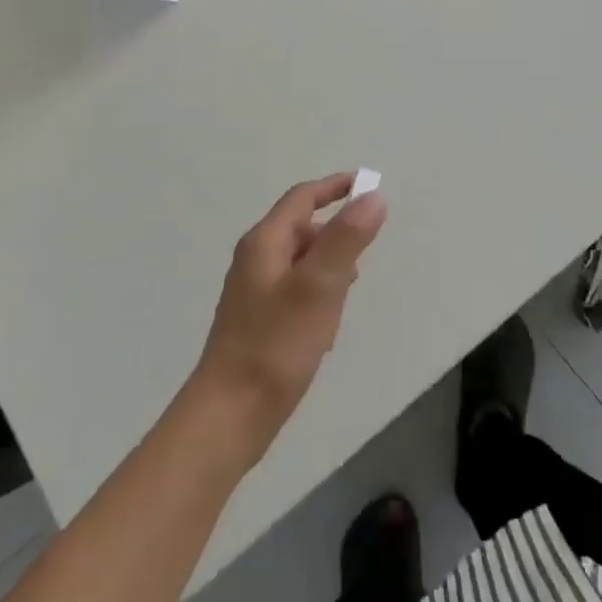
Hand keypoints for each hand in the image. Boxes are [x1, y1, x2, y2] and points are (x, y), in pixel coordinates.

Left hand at [191, 174, 386, 465]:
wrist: (229, 416)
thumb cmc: (275, 345)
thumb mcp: (319, 287)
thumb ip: (346, 239)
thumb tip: (373, 196)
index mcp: (265, 242)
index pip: (303, 198)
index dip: (335, 187)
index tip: (368, 185)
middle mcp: (255, 260)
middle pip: (302, 229)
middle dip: (336, 236)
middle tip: (362, 260)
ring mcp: (254, 292)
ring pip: (301, 263)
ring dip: (328, 269)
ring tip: (346, 299)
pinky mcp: (258, 320)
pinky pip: (295, 291)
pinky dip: (317, 295)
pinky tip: (326, 329)